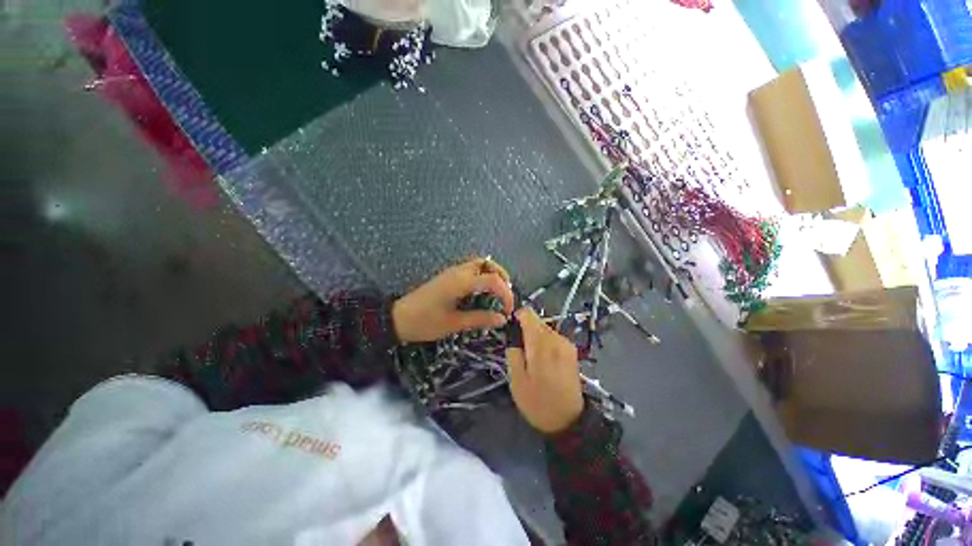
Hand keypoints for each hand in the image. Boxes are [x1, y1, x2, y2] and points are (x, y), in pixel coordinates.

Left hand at [392, 257, 514, 342]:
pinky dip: (482, 276)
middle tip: (506, 296)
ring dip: (492, 274)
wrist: (398, 318)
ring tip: (497, 293)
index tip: (508, 311)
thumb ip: (480, 319)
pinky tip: (482, 293)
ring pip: (479, 264)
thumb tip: (502, 319)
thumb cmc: (425, 322)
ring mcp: (452, 272)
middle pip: (487, 263)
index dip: (506, 294)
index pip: (493, 280)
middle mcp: (458, 272)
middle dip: (502, 277)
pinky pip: (471, 269)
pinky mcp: (448, 277)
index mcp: (461, 282)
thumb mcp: (454, 323)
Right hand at [506, 307, 583, 433]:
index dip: (517, 317)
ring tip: (532, 360)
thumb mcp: (516, 380)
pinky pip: (554, 338)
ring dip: (535, 338)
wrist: (569, 421)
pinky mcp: (572, 351)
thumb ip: (513, 351)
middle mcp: (556, 338)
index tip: (511, 331)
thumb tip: (513, 335)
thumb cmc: (538, 402)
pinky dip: (545, 344)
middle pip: (537, 321)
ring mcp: (567, 344)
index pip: (528, 314)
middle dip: (526, 331)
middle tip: (520, 352)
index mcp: (541, 343)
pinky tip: (544, 363)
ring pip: (545, 329)